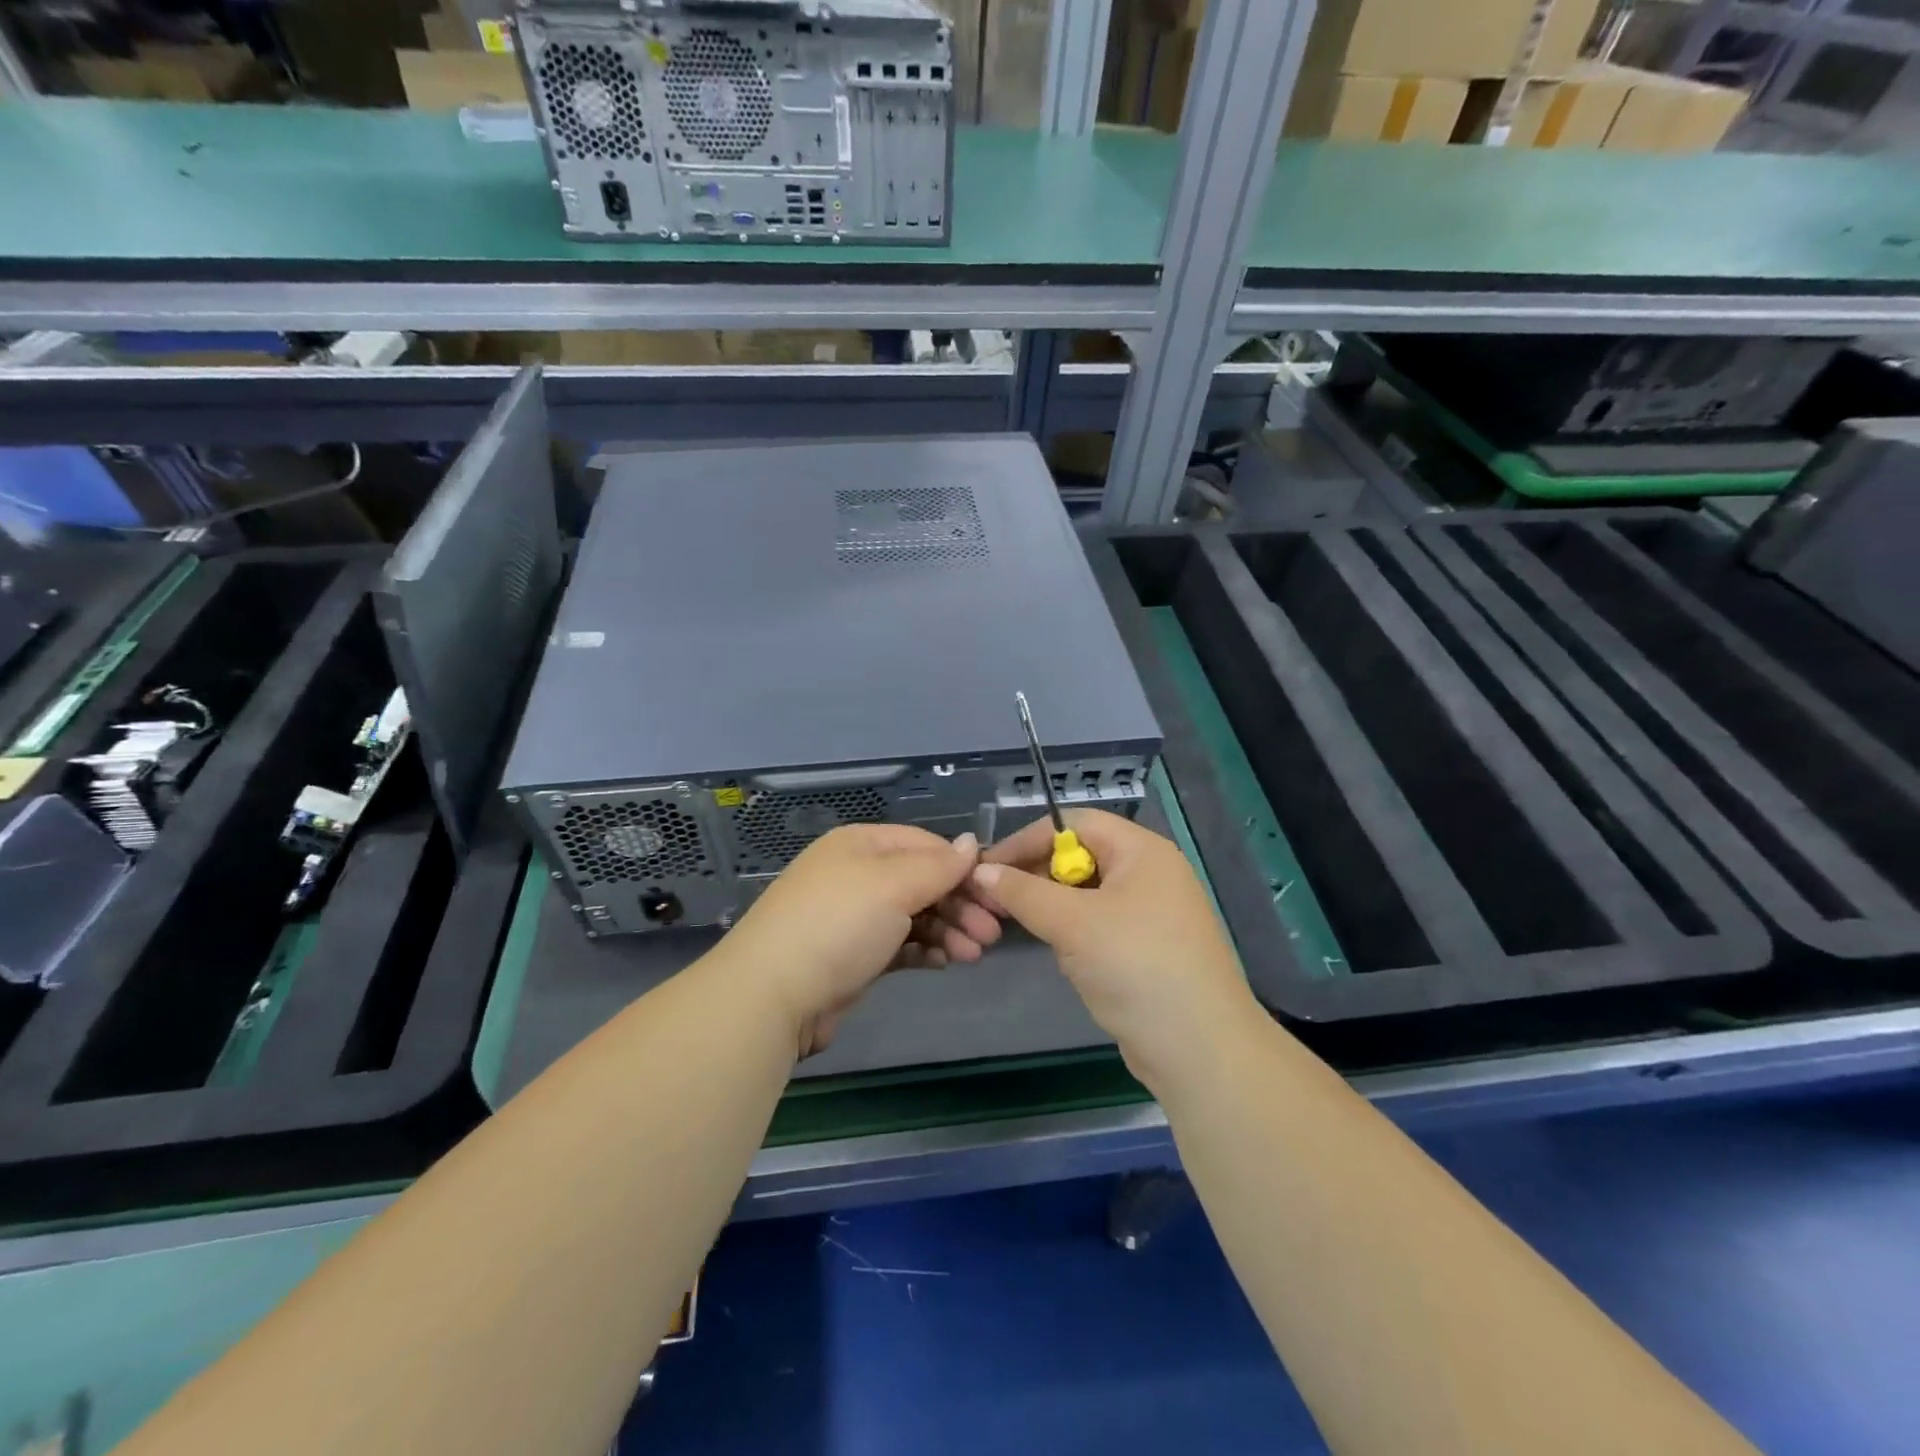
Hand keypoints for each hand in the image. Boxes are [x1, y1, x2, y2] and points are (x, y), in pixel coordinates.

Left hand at [721, 824, 1001, 1055]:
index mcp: (862, 844)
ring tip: (974, 955)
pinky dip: (925, 950)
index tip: (996, 894)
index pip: (925, 845)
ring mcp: (853, 916)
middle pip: (922, 881)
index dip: (962, 867)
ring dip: (948, 930)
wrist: (772, 995)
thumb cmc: (838, 925)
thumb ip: (938, 865)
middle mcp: (857, 874)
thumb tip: (972, 842)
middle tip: (993, 934)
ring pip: (914, 915)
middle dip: (960, 905)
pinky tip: (945, 962)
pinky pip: (899, 944)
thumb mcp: (892, 885)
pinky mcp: (853, 956)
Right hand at [970, 809, 1258, 1093]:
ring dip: (1051, 906)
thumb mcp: (1072, 923)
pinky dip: (1073, 932)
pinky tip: (1057, 952)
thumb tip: (982, 871)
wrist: (1200, 1048)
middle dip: (1036, 875)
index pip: (1073, 823)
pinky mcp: (1147, 949)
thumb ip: (1023, 892)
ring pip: (1086, 894)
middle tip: (994, 900)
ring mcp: (1151, 913)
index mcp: (1141, 850)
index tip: (987, 867)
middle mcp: (1149, 873)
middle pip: (1080, 856)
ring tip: (1017, 925)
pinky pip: (1099, 924)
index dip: (1027, 840)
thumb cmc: (1135, 966)